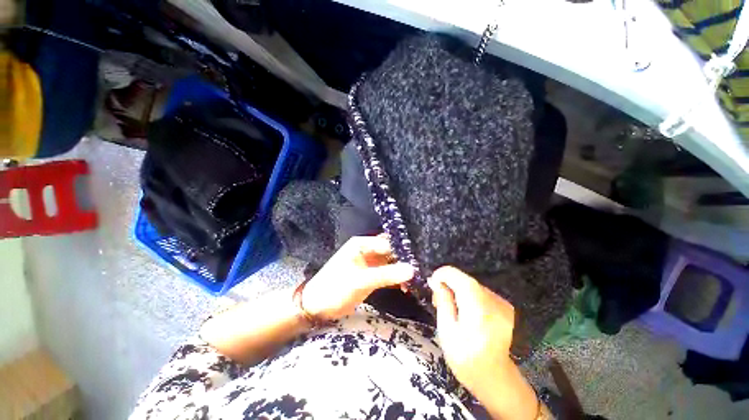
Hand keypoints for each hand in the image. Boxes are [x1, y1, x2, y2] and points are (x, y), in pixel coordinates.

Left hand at [302, 236, 414, 320]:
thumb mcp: (360, 281)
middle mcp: (367, 250)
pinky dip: (396, 279)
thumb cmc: (335, 288)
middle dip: (406, 259)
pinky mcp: (371, 275)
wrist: (317, 307)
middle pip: (391, 251)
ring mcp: (370, 263)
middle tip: (424, 267)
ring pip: (391, 263)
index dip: (404, 249)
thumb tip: (412, 270)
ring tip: (420, 278)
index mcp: (362, 244)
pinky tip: (408, 286)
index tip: (422, 258)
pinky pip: (387, 274)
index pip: (388, 243)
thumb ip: (386, 274)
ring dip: (402, 270)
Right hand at [428, 266, 515, 394]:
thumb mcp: (446, 330)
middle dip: (449, 284)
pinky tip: (465, 310)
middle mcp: (494, 302)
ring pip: (472, 285)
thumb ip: (442, 301)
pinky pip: (480, 292)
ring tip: (451, 307)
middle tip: (438, 300)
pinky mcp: (505, 306)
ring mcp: (502, 303)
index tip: (432, 284)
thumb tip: (435, 280)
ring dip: (458, 290)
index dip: (442, 275)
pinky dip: (469, 295)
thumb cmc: (465, 358)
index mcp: (479, 310)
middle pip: (465, 280)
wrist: (494, 378)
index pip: (459, 277)